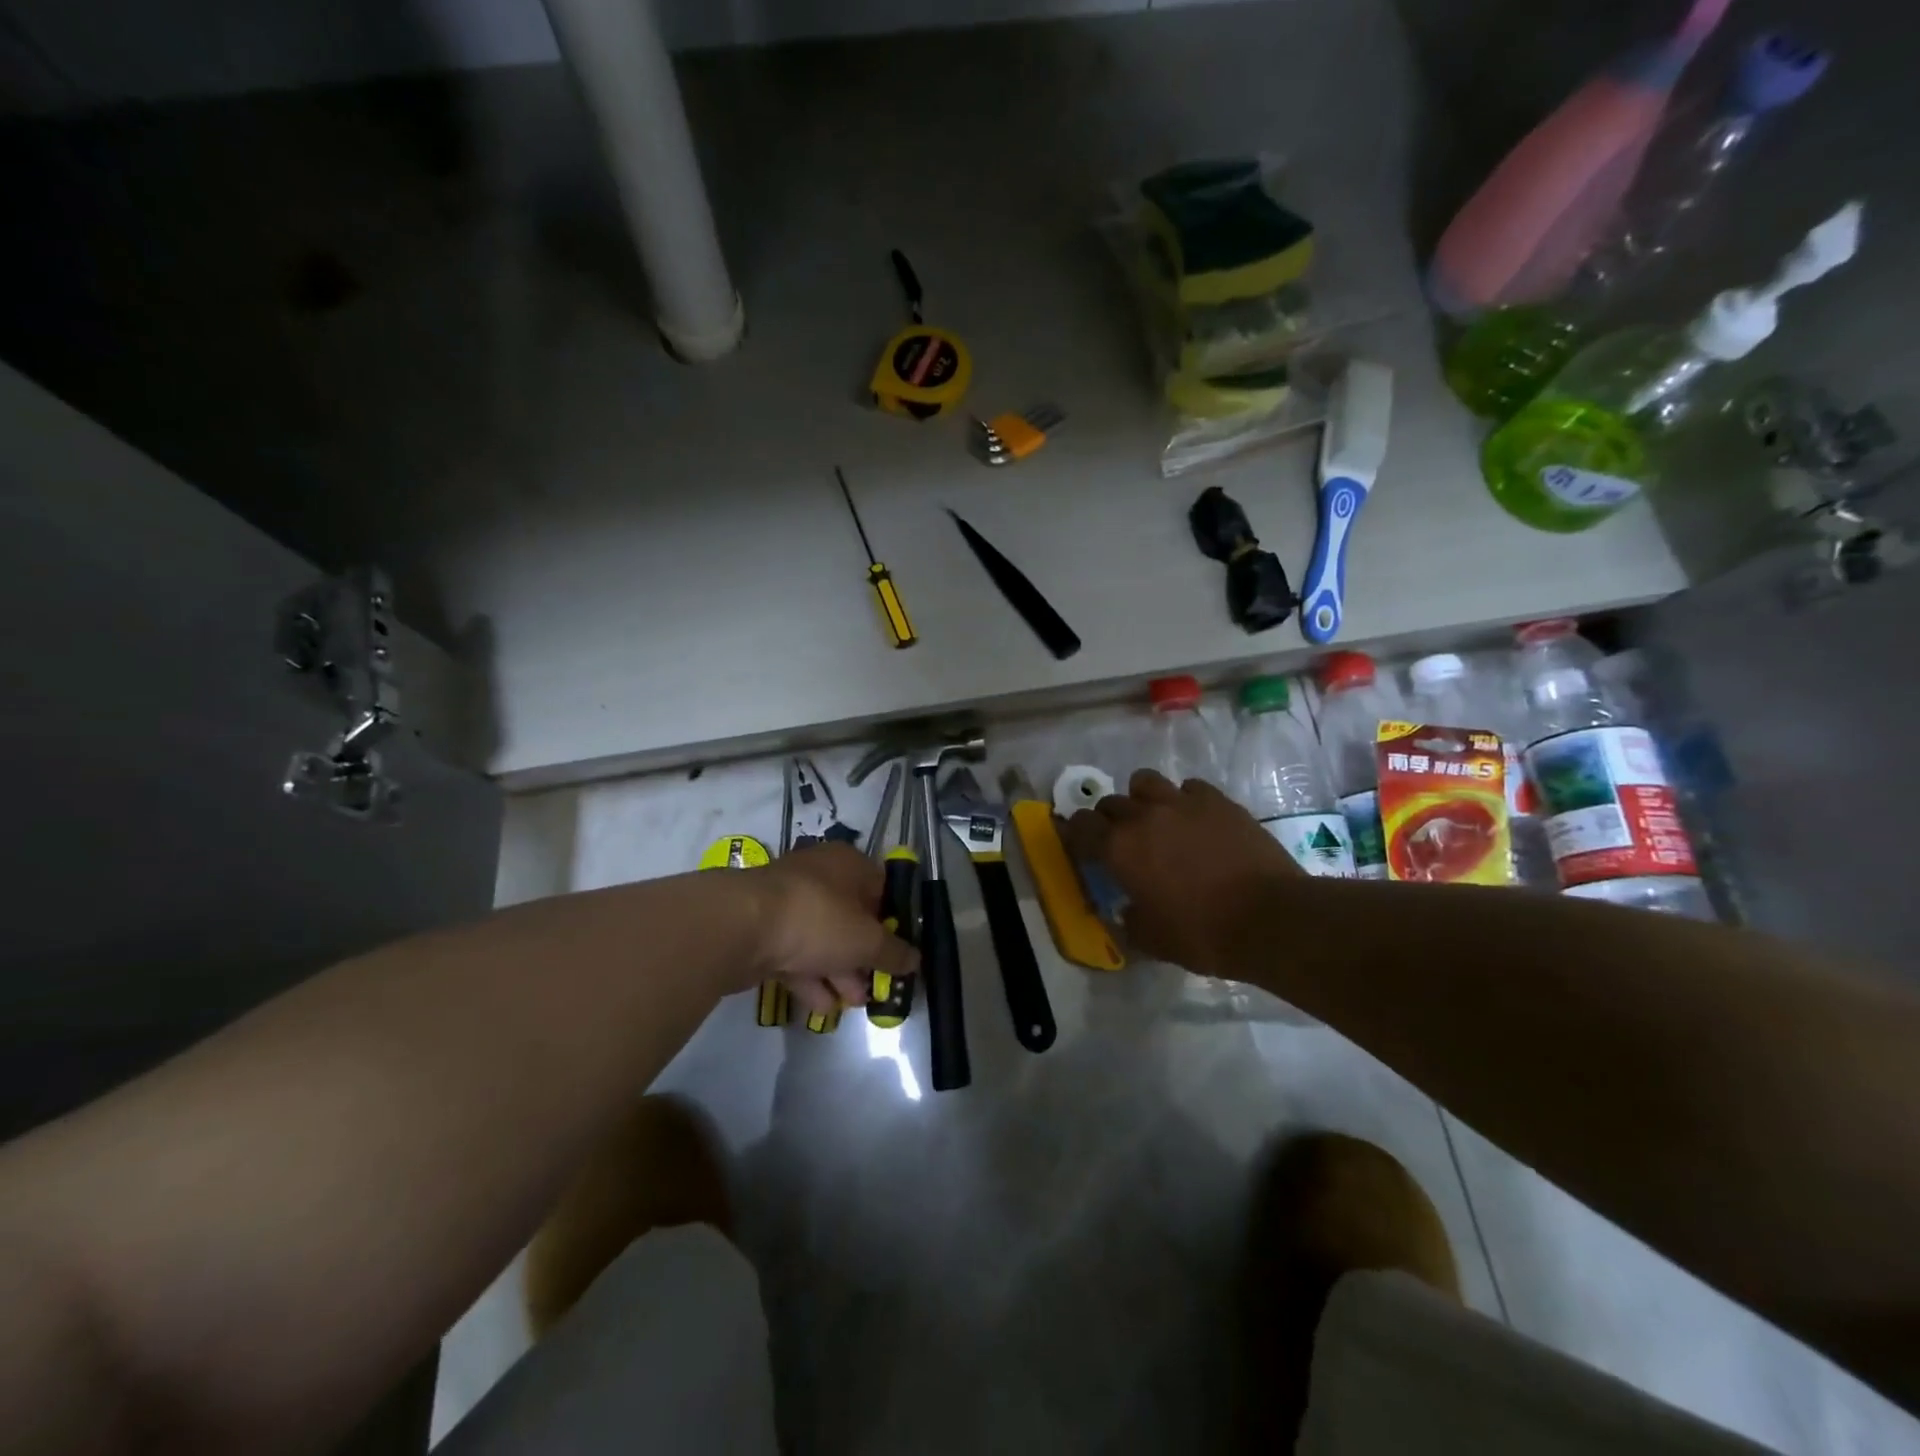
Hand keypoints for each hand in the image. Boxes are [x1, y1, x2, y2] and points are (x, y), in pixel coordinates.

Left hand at [746, 843, 918, 1014]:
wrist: (740, 927)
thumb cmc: (817, 919)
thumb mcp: (867, 940)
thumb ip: (894, 952)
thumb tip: (916, 960)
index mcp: (848, 864)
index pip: (882, 889)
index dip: (894, 922)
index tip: (902, 953)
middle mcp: (819, 876)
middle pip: (852, 917)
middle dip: (865, 956)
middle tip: (877, 986)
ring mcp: (788, 903)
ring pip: (822, 939)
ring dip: (839, 972)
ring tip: (852, 1004)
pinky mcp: (763, 930)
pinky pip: (795, 954)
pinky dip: (810, 979)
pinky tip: (822, 1008)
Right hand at [1065, 770, 1300, 979]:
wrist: (1271, 918)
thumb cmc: (1203, 934)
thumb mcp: (1152, 940)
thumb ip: (1130, 920)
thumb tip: (1128, 910)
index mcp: (1119, 849)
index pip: (1080, 826)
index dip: (1077, 835)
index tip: (1083, 847)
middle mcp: (1144, 817)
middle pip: (1110, 802)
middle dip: (1109, 820)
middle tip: (1122, 842)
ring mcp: (1182, 803)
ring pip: (1145, 782)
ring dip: (1143, 799)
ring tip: (1156, 820)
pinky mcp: (1218, 800)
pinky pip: (1189, 787)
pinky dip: (1185, 800)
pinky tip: (1196, 821)